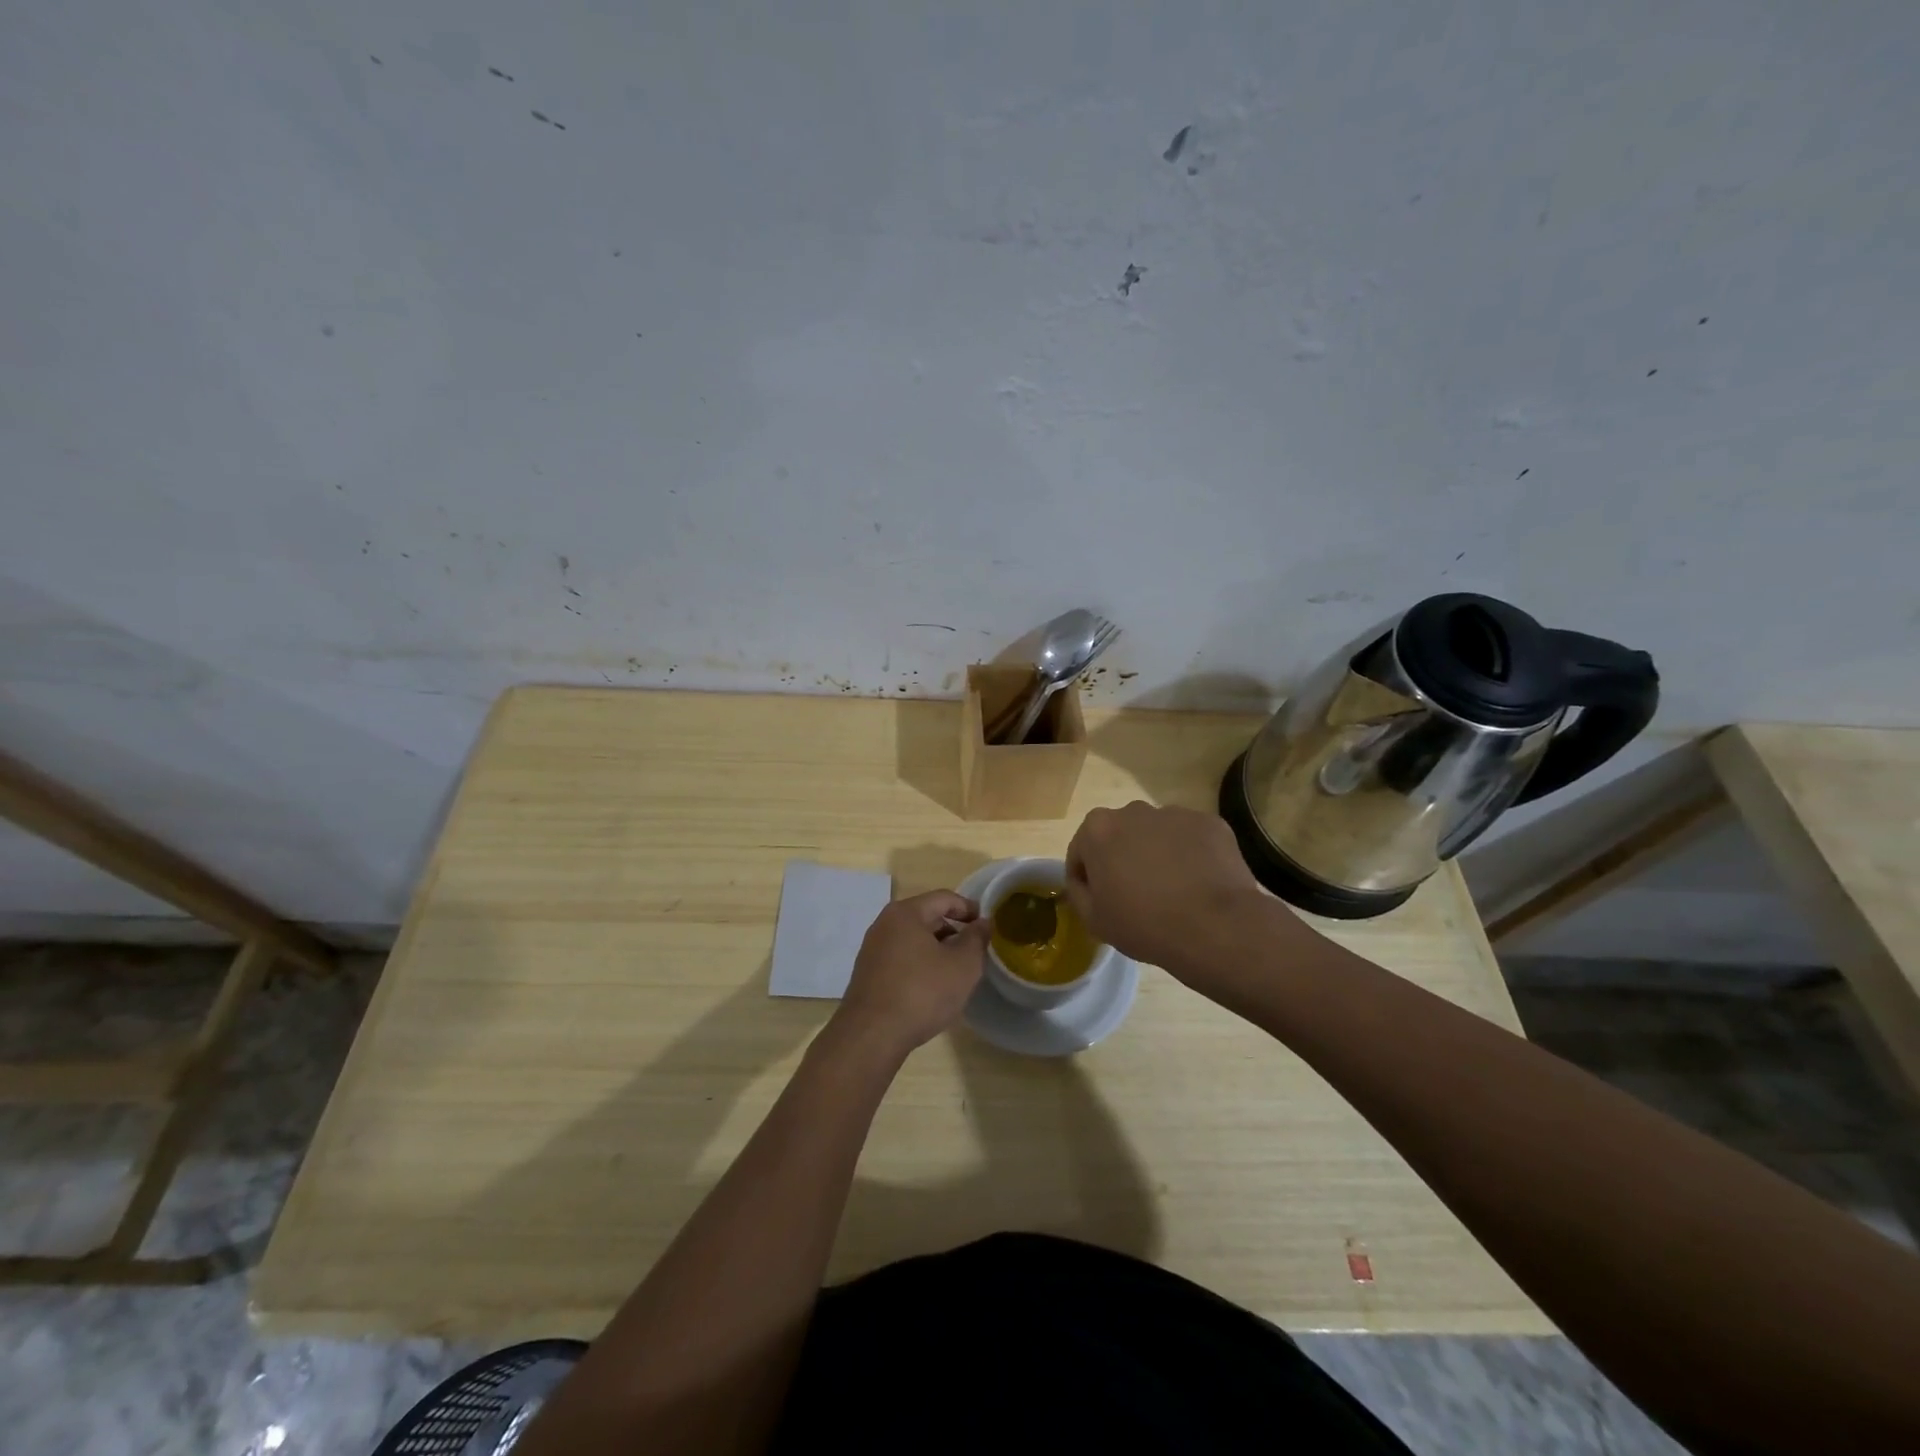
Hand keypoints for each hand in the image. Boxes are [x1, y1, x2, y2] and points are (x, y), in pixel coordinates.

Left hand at [833, 890, 990, 1054]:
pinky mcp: (867, 974)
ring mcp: (872, 949)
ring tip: (955, 972)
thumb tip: (983, 922)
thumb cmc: (922, 992)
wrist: (872, 1036)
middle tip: (973, 952)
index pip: (944, 898)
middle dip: (952, 931)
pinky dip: (919, 965)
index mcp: (906, 913)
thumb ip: (977, 938)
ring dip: (936, 950)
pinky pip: (900, 959)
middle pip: (926, 917)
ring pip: (913, 940)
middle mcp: (884, 924)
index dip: (969, 908)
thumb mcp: (963, 965)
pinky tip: (930, 988)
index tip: (986, 926)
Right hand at [1065, 801, 1279, 975]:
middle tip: (1137, 895)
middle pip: (1120, 836)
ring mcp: (1174, 813)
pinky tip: (1198, 883)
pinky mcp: (1209, 822)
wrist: (1215, 927)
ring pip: (1156, 834)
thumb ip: (1078, 892)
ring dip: (1157, 854)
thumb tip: (1085, 881)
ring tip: (1173, 890)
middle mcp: (1133, 810)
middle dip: (1123, 859)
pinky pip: (1190, 838)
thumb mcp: (1093, 920)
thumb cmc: (1144, 924)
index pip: (1081, 851)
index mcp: (1097, 829)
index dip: (1087, 878)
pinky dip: (1190, 855)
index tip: (1101, 901)